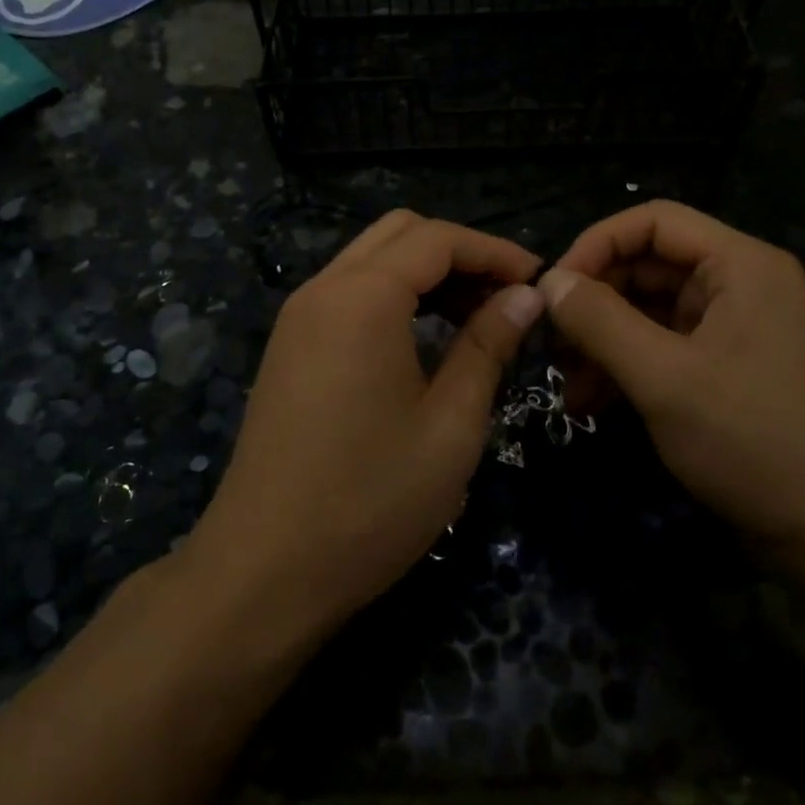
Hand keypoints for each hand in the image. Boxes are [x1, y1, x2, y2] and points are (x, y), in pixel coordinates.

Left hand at [186, 211, 543, 639]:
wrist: (264, 570)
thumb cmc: (371, 501)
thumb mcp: (451, 425)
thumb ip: (487, 345)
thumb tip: (525, 296)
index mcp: (362, 298)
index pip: (437, 239)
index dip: (494, 251)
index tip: (540, 282)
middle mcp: (322, 290)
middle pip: (400, 234)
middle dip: (459, 254)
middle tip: (506, 300)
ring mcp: (297, 318)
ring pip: (371, 261)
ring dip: (426, 274)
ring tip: (475, 320)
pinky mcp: (289, 348)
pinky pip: (348, 294)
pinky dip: (393, 297)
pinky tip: (424, 341)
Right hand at [538, 201, 804, 543]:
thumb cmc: (748, 439)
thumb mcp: (663, 377)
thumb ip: (599, 322)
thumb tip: (547, 282)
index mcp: (740, 265)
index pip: (654, 222)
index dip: (596, 245)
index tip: (553, 288)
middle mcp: (739, 284)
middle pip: (647, 265)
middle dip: (594, 300)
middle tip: (549, 339)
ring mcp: (732, 326)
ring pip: (648, 309)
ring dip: (602, 339)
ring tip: (563, 378)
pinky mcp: (723, 366)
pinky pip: (662, 346)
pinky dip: (624, 365)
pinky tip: (588, 402)